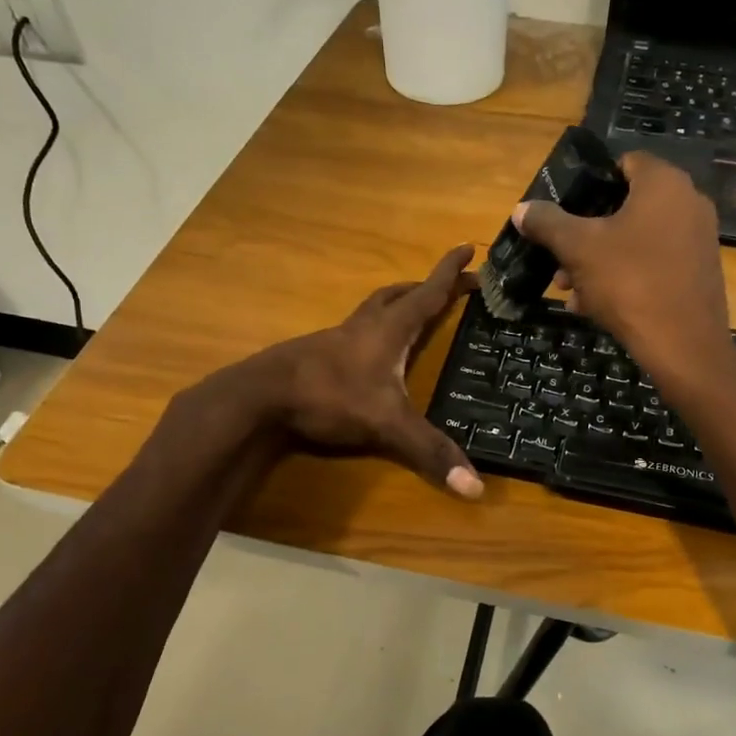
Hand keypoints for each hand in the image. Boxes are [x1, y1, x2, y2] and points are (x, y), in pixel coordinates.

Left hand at [256, 244, 484, 499]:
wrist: (260, 396)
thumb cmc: (329, 396)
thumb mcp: (387, 424)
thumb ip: (430, 452)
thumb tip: (475, 488)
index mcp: (389, 330)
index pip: (428, 293)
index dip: (450, 272)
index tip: (469, 247)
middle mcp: (364, 326)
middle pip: (400, 295)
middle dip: (426, 287)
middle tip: (448, 287)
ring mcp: (337, 338)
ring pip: (373, 309)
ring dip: (396, 303)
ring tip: (412, 310)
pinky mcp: (317, 354)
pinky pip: (354, 330)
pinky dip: (372, 329)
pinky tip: (371, 351)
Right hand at [513, 153, 735, 395]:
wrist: (683, 345)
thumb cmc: (630, 282)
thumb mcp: (578, 249)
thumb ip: (548, 223)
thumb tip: (522, 208)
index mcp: (664, 184)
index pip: (624, 163)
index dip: (591, 182)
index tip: (566, 208)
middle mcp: (688, 203)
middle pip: (626, 207)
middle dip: (587, 233)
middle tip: (560, 260)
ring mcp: (698, 240)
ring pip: (637, 240)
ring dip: (600, 260)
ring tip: (570, 289)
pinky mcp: (699, 273)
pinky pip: (654, 264)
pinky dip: (626, 277)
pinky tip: (595, 306)